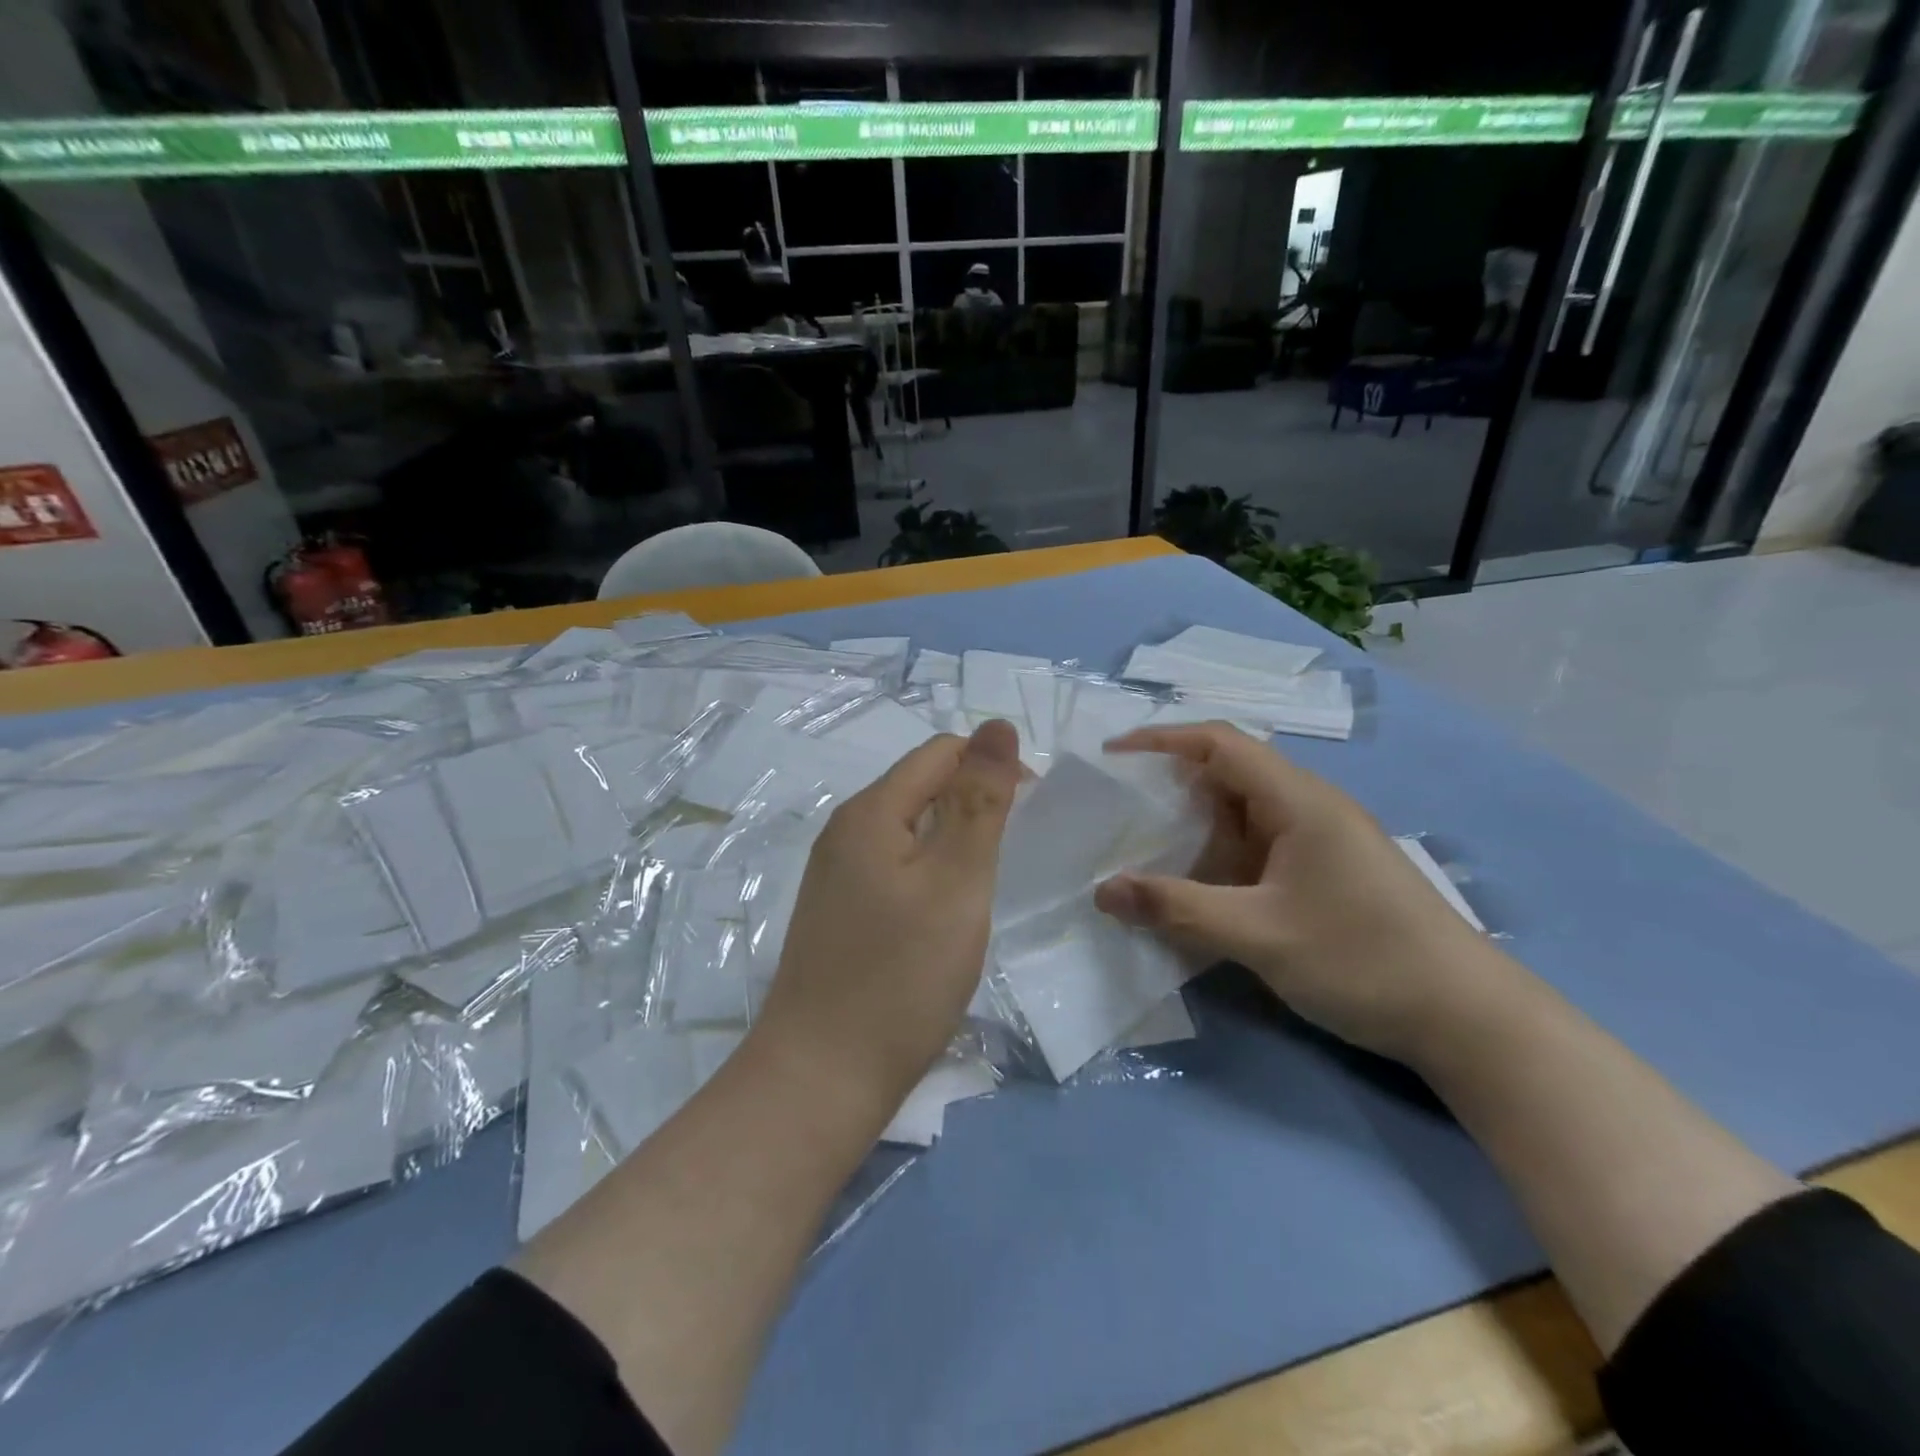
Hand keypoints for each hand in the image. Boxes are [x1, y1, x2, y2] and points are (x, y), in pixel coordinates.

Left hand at [751, 720, 1021, 1110]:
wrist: (822, 1076)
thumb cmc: (901, 975)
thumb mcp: (957, 880)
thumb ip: (979, 800)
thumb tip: (997, 725)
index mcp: (870, 811)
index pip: (940, 753)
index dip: (990, 767)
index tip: (1029, 814)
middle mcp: (845, 831)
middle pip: (921, 787)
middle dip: (972, 804)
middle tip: (1010, 856)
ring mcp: (835, 874)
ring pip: (909, 830)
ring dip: (953, 841)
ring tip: (983, 885)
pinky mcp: (838, 912)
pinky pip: (893, 867)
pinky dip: (929, 874)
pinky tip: (944, 914)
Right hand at [1092, 722, 1521, 1062]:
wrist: (1469, 1019)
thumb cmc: (1364, 959)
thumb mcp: (1260, 935)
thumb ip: (1177, 908)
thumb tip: (1102, 890)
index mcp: (1299, 800)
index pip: (1220, 742)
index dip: (1162, 739)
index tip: (1111, 756)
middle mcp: (1308, 807)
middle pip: (1228, 773)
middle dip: (1169, 784)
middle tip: (1116, 808)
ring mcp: (1319, 841)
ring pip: (1241, 814)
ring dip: (1193, 825)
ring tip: (1141, 846)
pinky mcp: (1323, 872)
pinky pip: (1257, 847)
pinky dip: (1217, 856)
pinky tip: (1193, 886)